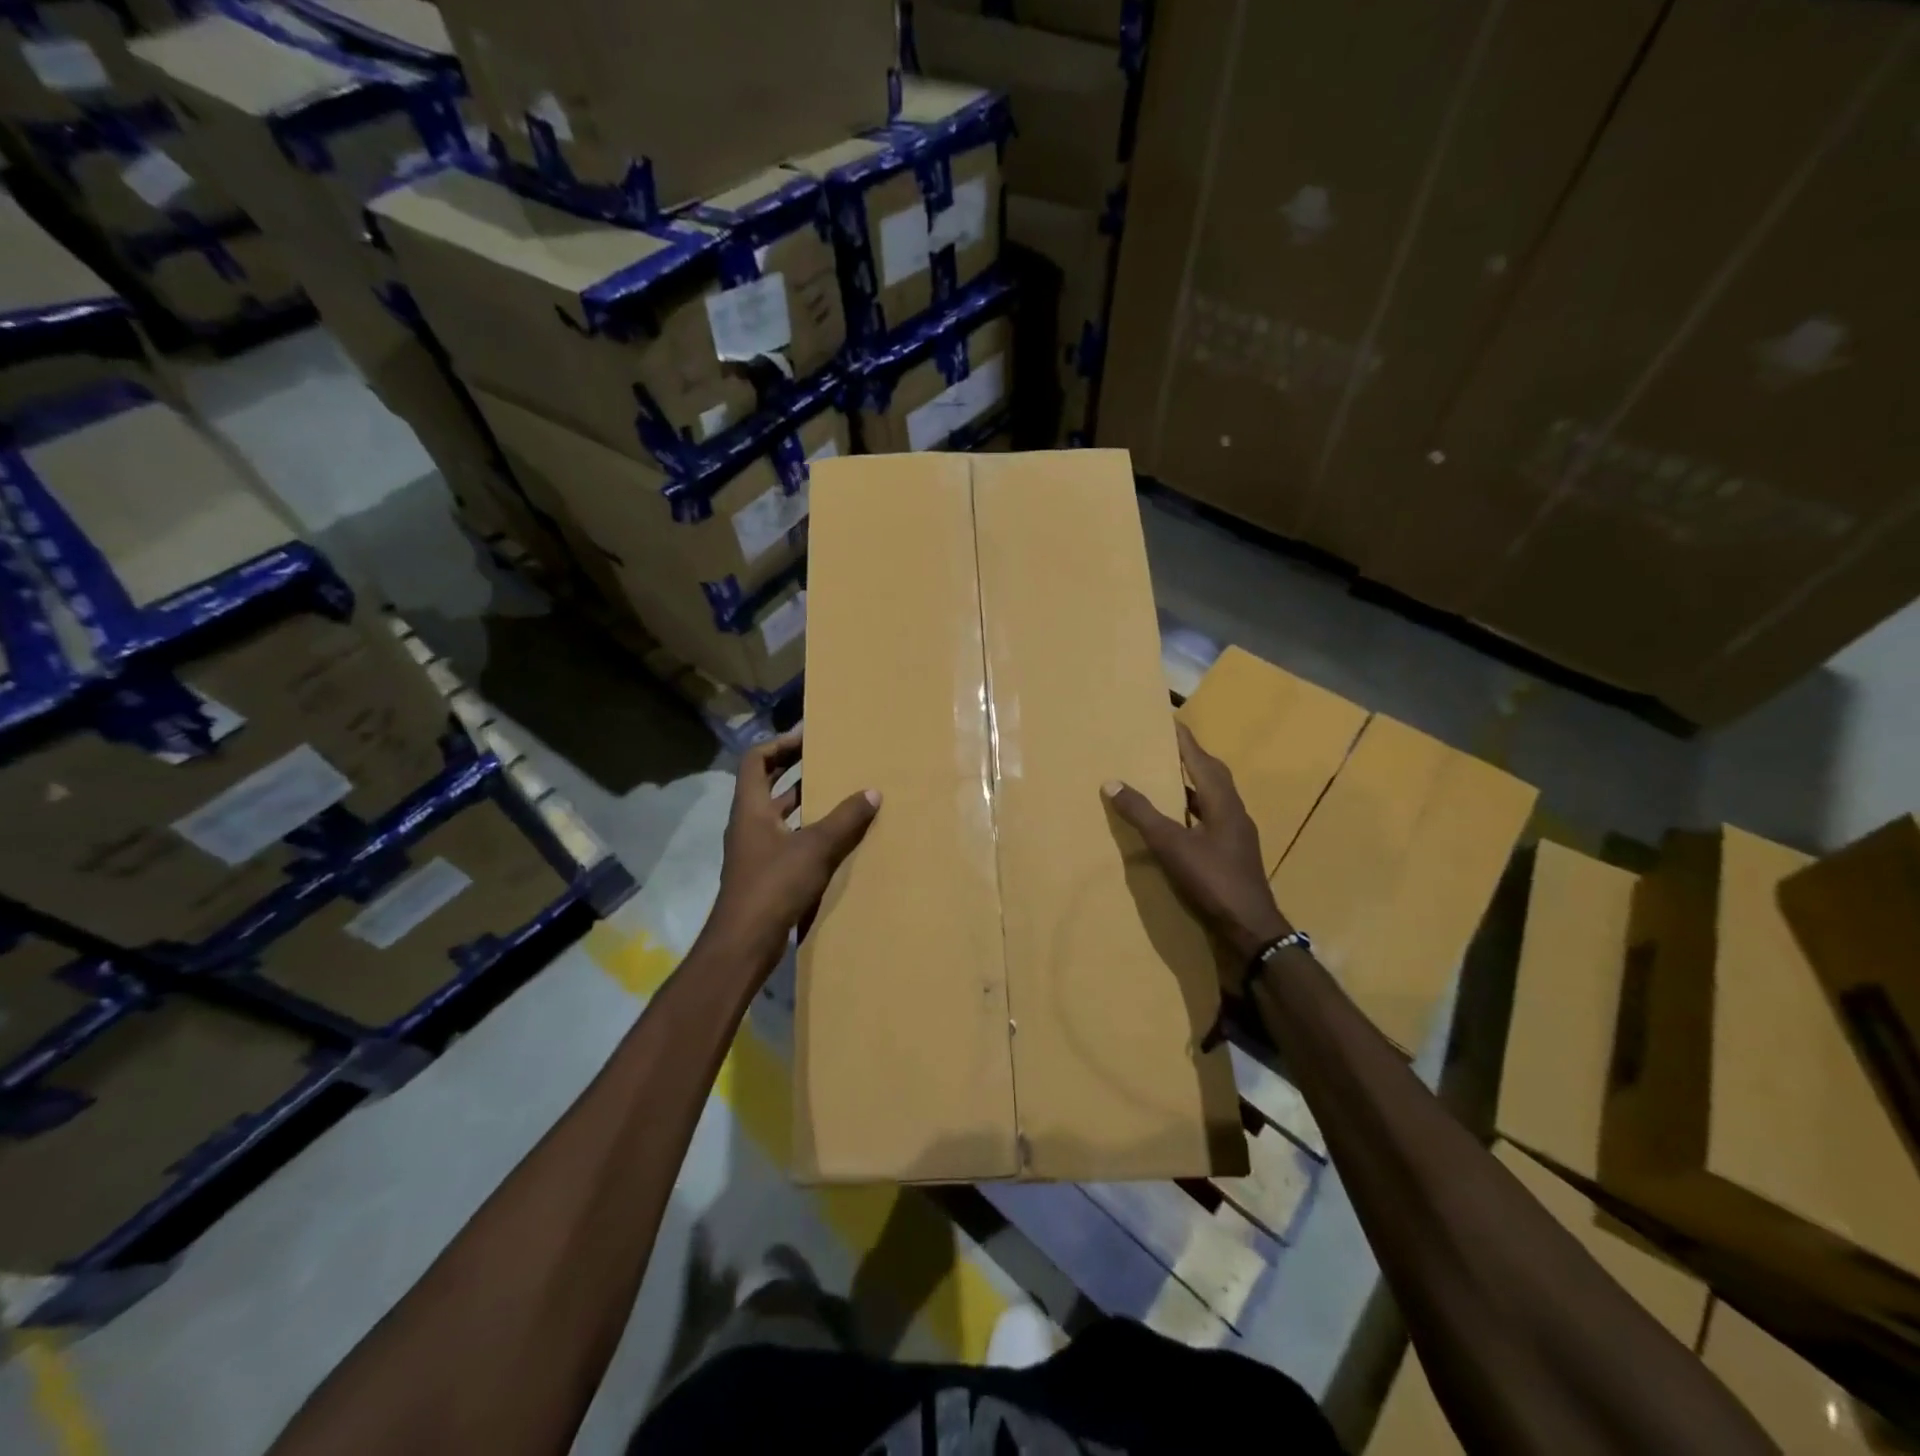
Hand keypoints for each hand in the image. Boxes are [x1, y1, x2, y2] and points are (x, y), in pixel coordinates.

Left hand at [700, 730, 880, 980]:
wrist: (745, 941)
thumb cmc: (774, 884)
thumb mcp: (815, 847)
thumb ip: (845, 819)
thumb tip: (873, 792)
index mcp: (751, 807)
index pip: (757, 759)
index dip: (780, 743)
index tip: (808, 736)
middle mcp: (749, 823)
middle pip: (768, 783)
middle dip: (795, 768)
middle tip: (828, 757)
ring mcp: (755, 850)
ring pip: (779, 813)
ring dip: (804, 800)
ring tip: (838, 790)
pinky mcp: (765, 873)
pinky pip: (788, 838)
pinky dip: (808, 830)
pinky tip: (835, 836)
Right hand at [1103, 722, 1292, 961]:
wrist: (1251, 928)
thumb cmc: (1213, 880)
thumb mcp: (1171, 845)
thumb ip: (1142, 813)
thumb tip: (1112, 781)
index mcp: (1223, 802)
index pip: (1201, 760)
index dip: (1185, 740)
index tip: (1169, 720)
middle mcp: (1234, 812)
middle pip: (1213, 774)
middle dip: (1191, 758)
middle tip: (1166, 746)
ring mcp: (1237, 835)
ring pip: (1214, 798)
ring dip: (1193, 784)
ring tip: (1167, 778)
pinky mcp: (1234, 854)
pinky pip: (1212, 818)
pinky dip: (1194, 809)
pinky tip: (1179, 821)